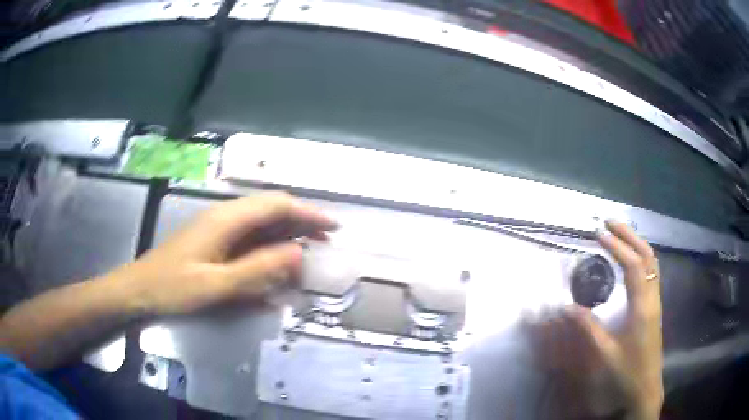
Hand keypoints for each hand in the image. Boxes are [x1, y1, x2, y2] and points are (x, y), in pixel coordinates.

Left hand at [110, 192, 337, 314]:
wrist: (139, 289)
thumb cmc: (173, 287)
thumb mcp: (215, 285)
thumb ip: (257, 270)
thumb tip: (298, 253)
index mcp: (226, 219)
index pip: (276, 205)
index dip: (307, 213)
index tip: (332, 227)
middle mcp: (225, 217)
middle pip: (271, 212)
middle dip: (301, 224)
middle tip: (325, 243)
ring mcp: (218, 230)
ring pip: (261, 227)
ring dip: (286, 239)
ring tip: (307, 257)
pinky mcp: (214, 243)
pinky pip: (248, 242)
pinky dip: (268, 252)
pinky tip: (275, 270)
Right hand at [530, 221, 662, 418]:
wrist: (646, 387)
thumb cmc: (627, 371)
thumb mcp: (605, 353)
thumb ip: (588, 328)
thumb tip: (567, 307)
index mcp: (642, 307)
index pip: (632, 266)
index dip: (617, 247)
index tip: (599, 234)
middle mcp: (653, 298)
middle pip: (647, 256)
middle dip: (629, 235)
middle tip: (610, 223)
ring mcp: (656, 301)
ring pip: (652, 262)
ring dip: (637, 243)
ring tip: (619, 234)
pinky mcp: (655, 306)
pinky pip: (652, 272)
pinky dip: (641, 257)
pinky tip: (631, 259)